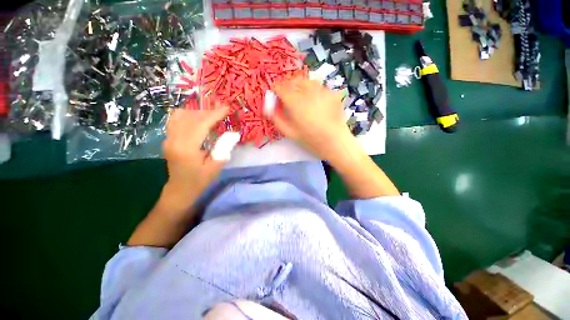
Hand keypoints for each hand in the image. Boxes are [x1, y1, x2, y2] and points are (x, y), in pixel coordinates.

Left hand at [163, 107, 228, 202]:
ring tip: (211, 115)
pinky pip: (176, 120)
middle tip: (222, 111)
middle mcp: (174, 140)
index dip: (215, 114)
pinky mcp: (168, 138)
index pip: (201, 124)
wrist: (180, 189)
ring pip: (180, 115)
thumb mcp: (216, 167)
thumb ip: (223, 148)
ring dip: (197, 112)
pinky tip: (198, 119)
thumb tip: (232, 133)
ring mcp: (168, 138)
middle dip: (208, 111)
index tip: (227, 108)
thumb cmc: (199, 180)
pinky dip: (188, 115)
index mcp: (186, 148)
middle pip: (190, 117)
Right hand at [272, 77, 353, 160]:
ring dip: (300, 86)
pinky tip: (315, 101)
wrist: (335, 141)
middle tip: (288, 97)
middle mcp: (307, 91)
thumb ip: (276, 118)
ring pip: (306, 80)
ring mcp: (321, 89)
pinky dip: (312, 90)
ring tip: (301, 97)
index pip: (280, 86)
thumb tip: (268, 107)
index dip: (276, 90)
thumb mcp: (289, 132)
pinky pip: (318, 86)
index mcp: (294, 101)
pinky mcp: (332, 92)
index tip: (276, 96)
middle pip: (292, 80)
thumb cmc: (310, 139)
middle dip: (287, 87)